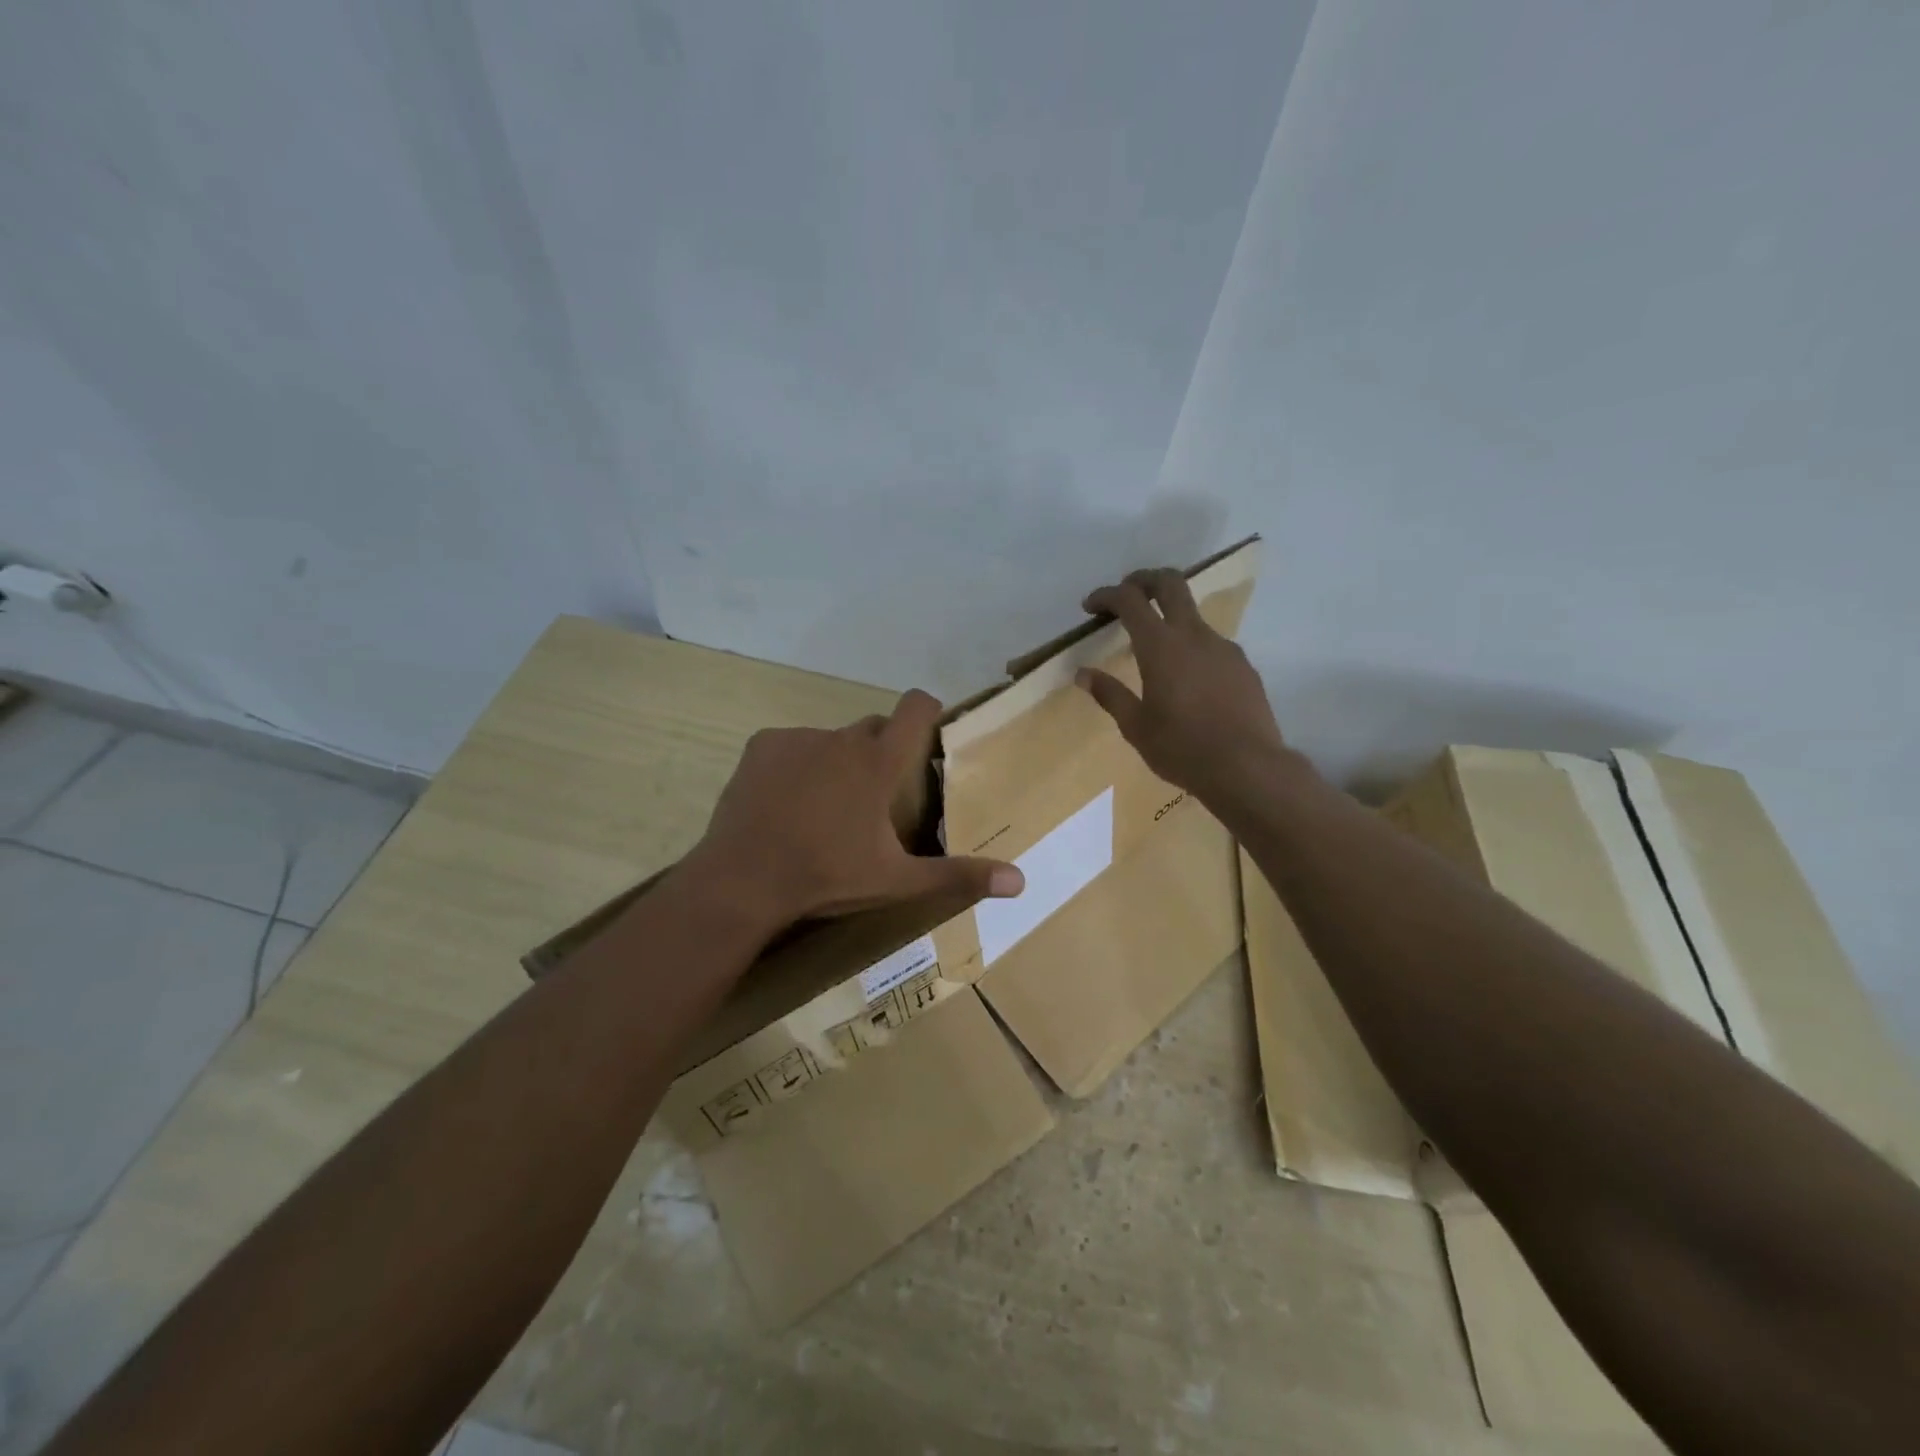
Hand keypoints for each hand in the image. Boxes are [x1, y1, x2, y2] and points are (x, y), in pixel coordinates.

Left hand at [686, 689, 1024, 929]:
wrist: (743, 881)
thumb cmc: (827, 877)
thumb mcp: (897, 880)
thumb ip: (958, 875)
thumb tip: (1021, 882)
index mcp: (877, 762)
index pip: (915, 708)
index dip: (928, 710)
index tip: (931, 730)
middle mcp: (841, 738)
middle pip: (872, 729)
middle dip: (880, 752)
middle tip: (875, 795)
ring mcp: (798, 738)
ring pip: (831, 740)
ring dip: (836, 762)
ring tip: (824, 808)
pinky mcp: (762, 746)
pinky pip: (792, 746)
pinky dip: (796, 765)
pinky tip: (786, 802)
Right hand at [1077, 568, 1289, 804]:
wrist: (1247, 768)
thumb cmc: (1182, 748)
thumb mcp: (1135, 726)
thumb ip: (1109, 694)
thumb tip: (1083, 674)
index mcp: (1160, 646)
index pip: (1130, 600)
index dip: (1106, 595)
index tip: (1090, 607)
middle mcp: (1194, 635)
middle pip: (1170, 583)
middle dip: (1143, 579)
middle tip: (1125, 594)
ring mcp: (1223, 647)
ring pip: (1193, 614)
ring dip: (1169, 617)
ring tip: (1154, 648)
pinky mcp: (1242, 665)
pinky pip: (1211, 643)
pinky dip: (1191, 645)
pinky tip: (1186, 679)